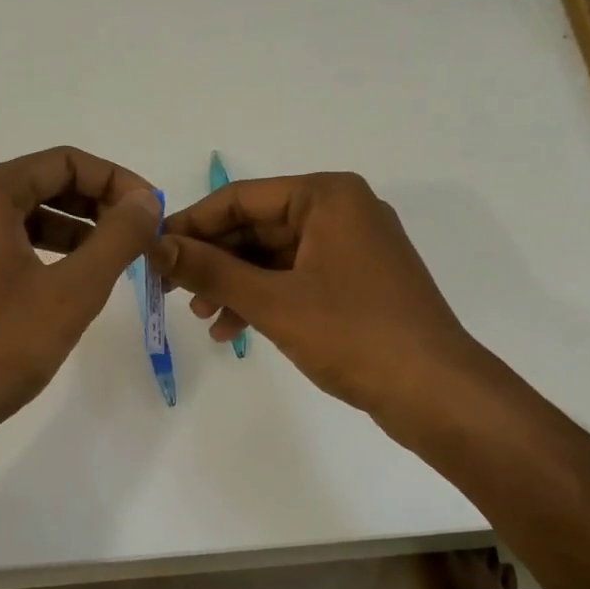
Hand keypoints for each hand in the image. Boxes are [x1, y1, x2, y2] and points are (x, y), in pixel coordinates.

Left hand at [0, 147, 161, 430]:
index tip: (151, 212)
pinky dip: (42, 254)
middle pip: (41, 184)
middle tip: (137, 236)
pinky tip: (69, 284)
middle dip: (96, 205)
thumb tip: (145, 200)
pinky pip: (2, 247)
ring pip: (22, 218)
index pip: (64, 162)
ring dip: (73, 230)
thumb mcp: (72, 290)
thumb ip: (117, 238)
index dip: (116, 180)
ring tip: (113, 260)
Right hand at [154, 172, 490, 428]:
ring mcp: (352, 247)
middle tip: (170, 290)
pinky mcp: (357, 282)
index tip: (153, 251)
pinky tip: (232, 330)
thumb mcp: (273, 301)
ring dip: (235, 284)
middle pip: (258, 225)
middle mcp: (342, 211)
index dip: (192, 224)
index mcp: (327, 196)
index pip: (241, 197)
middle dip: (214, 260)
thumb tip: (156, 246)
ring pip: (275, 256)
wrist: (435, 392)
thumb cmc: (354, 334)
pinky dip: (265, 299)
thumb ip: (211, 270)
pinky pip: (296, 278)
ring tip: (201, 317)